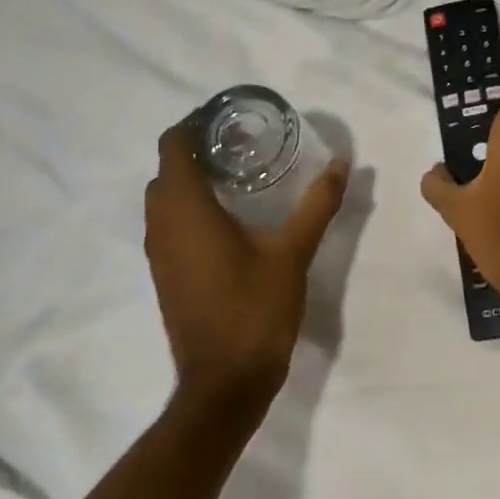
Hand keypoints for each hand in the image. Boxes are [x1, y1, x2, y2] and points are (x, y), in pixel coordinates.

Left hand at [145, 124, 349, 409]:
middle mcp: (162, 224)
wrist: (224, 381)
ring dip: (191, 178)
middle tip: (243, 144)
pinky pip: (168, 222)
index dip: (195, 122)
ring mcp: (158, 251)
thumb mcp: (293, 252)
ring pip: (164, 197)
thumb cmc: (255, 309)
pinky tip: (228, 217)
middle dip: (198, 148)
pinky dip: (189, 206)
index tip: (230, 117)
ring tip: (238, 174)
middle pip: (168, 167)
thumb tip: (341, 164)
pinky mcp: (164, 273)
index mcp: (187, 209)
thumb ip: (317, 204)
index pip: (173, 144)